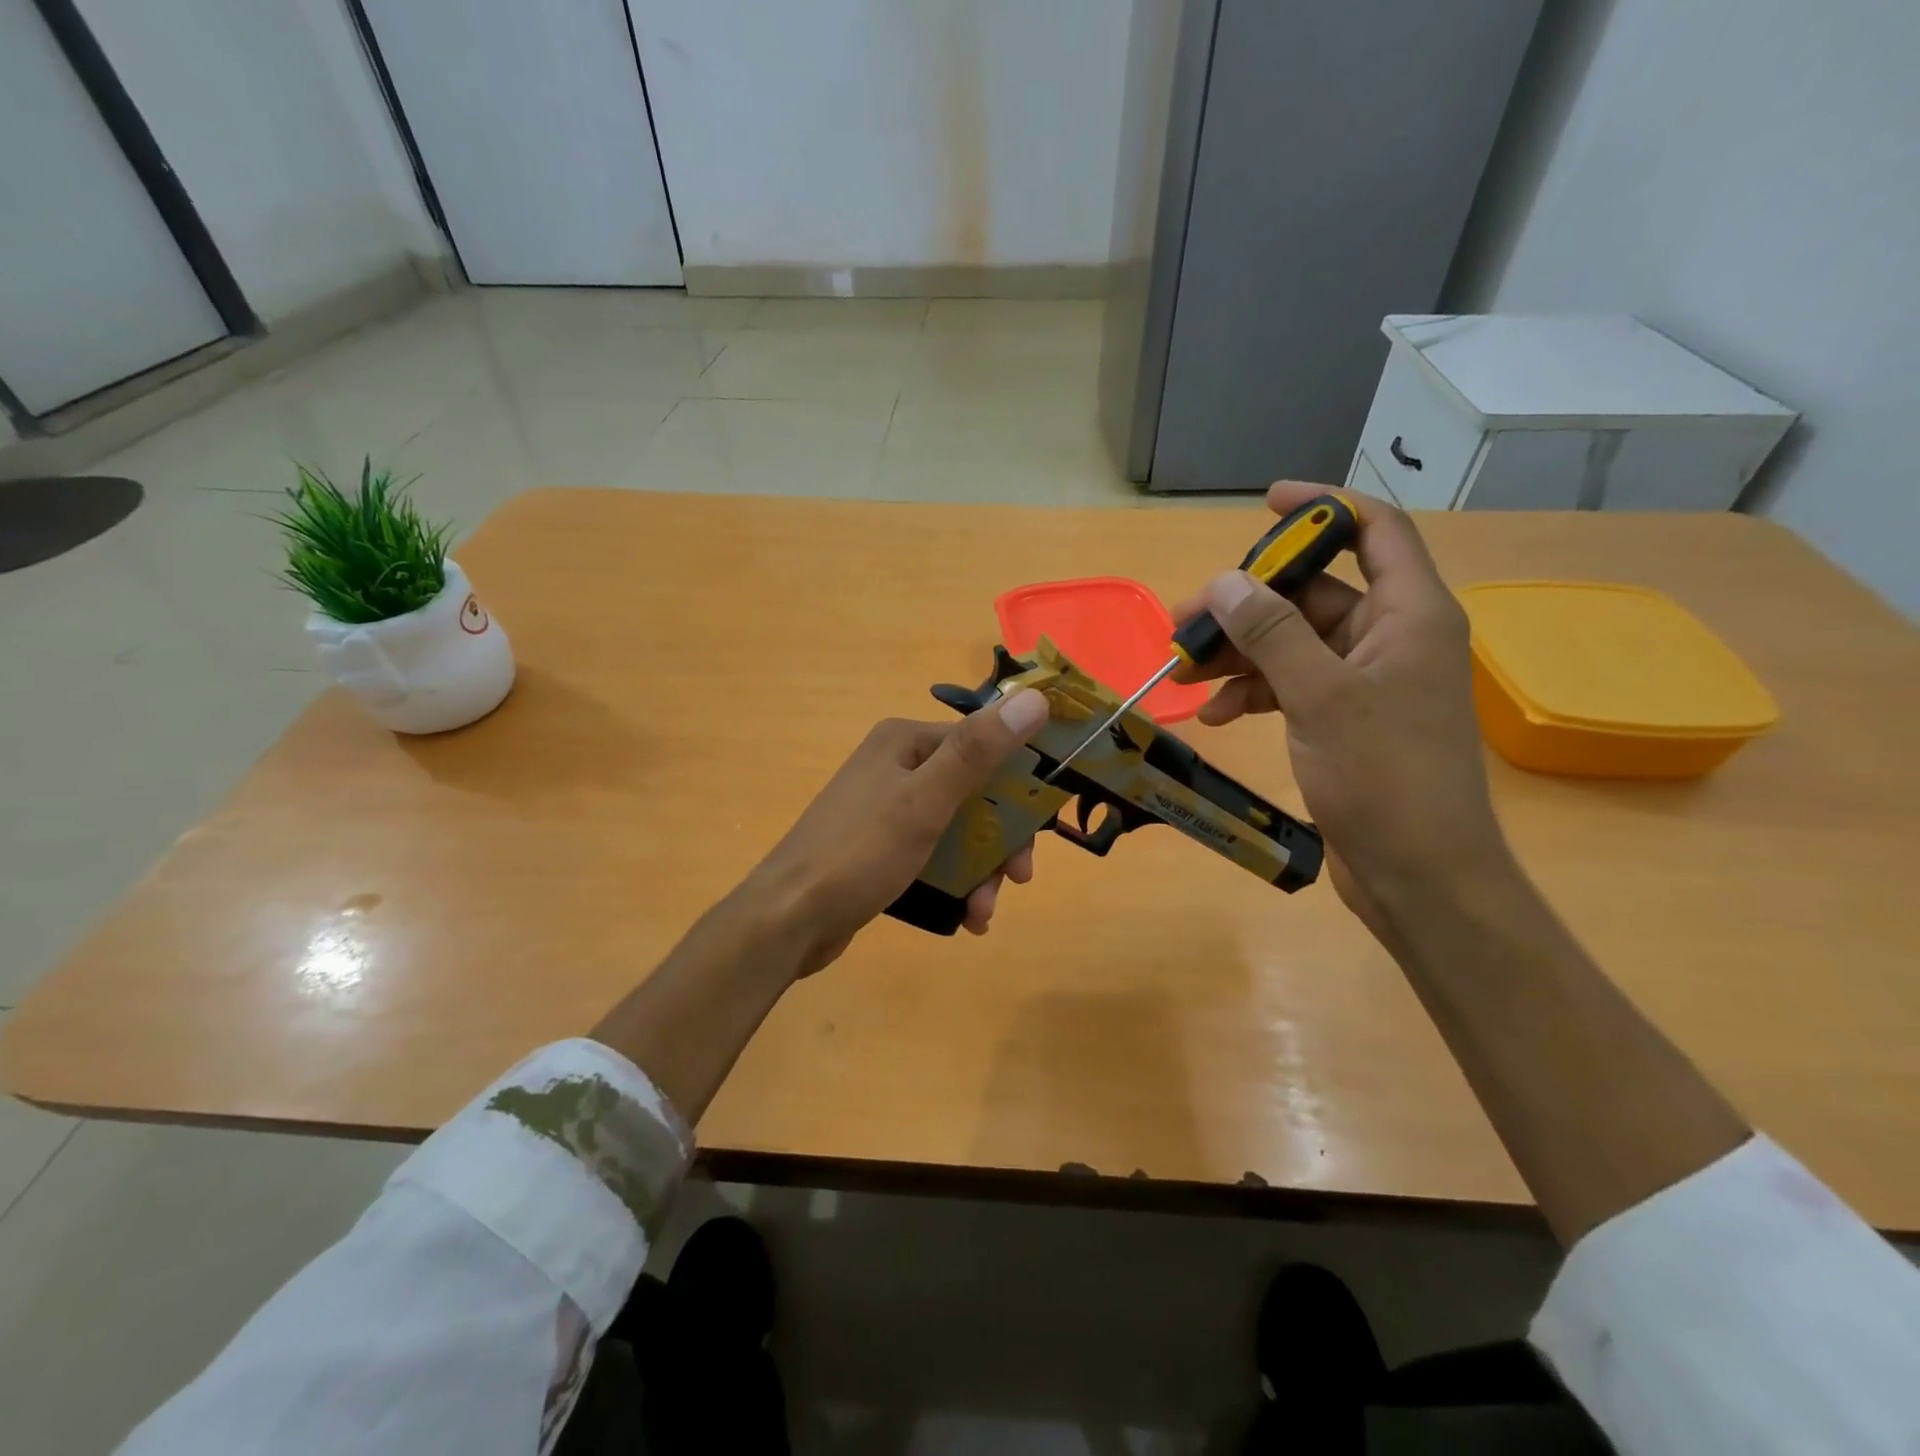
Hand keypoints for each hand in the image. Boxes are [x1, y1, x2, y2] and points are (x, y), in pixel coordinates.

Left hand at [742, 689, 1050, 976]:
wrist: (787, 918)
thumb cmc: (860, 853)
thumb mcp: (925, 801)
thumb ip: (978, 751)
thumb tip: (1035, 697)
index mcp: (906, 742)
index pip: (983, 747)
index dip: (1019, 787)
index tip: (1040, 833)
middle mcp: (896, 766)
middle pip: (973, 793)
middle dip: (998, 840)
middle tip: (1016, 880)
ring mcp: (886, 808)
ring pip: (956, 830)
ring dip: (979, 870)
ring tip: (983, 912)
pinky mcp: (881, 847)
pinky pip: (932, 855)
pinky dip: (954, 882)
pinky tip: (966, 917)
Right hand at [1168, 482, 1508, 932]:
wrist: (1419, 873)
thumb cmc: (1384, 777)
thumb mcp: (1320, 697)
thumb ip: (1272, 634)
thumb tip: (1225, 583)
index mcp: (1409, 614)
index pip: (1375, 531)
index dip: (1323, 508)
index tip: (1266, 503)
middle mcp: (1390, 637)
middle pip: (1314, 593)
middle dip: (1248, 604)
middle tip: (1186, 620)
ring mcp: (1367, 681)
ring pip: (1293, 643)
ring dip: (1240, 654)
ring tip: (1186, 674)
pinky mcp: (1345, 719)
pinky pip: (1291, 685)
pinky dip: (1253, 693)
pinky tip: (1216, 715)